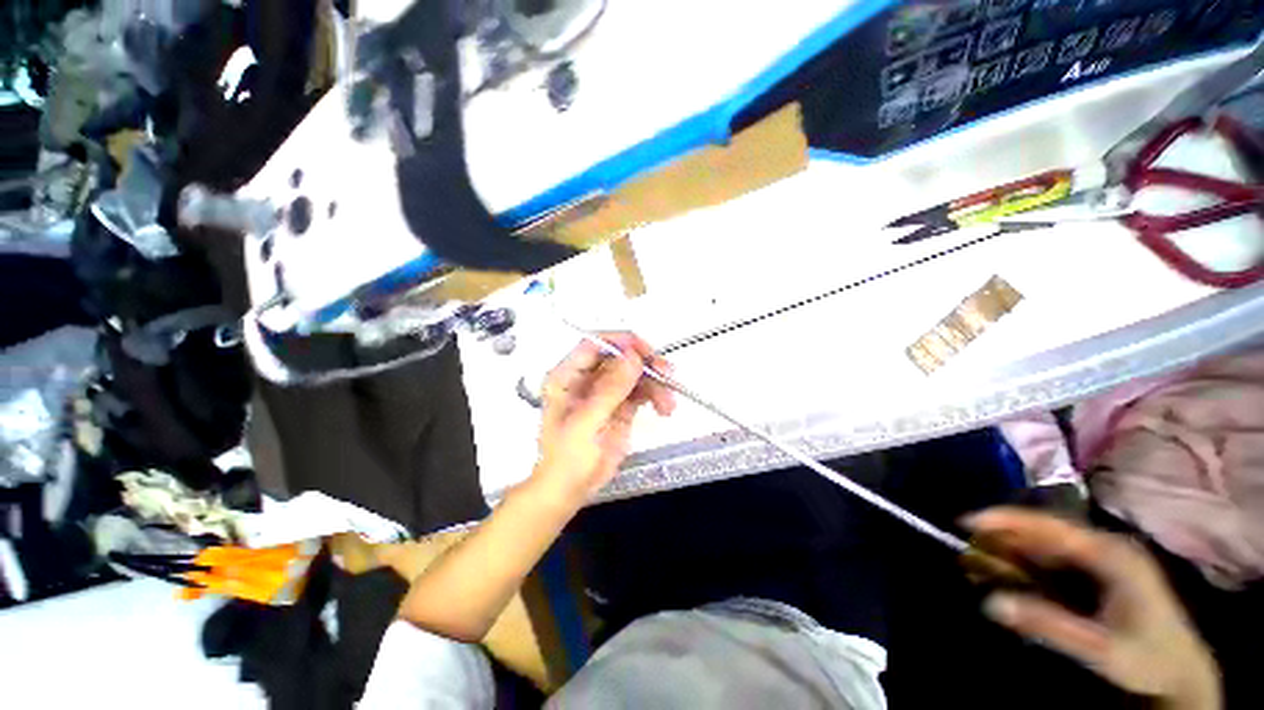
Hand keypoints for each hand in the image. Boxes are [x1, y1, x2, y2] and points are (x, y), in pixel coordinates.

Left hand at [533, 333, 675, 503]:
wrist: (570, 489)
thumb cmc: (568, 457)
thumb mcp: (587, 422)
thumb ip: (610, 389)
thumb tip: (633, 357)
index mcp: (568, 377)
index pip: (594, 345)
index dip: (620, 342)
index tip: (644, 350)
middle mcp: (588, 379)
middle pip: (620, 358)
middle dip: (645, 363)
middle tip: (666, 373)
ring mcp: (606, 392)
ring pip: (634, 374)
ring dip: (655, 383)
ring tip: (668, 403)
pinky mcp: (620, 407)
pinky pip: (641, 392)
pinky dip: (656, 396)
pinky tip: (664, 408)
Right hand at [966, 508, 1220, 709]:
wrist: (1180, 672)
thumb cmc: (1147, 657)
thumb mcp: (1101, 648)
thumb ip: (1049, 625)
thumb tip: (991, 603)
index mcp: (1111, 553)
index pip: (1050, 526)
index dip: (1006, 520)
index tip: (966, 521)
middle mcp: (1102, 547)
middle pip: (1041, 534)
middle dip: (999, 540)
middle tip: (963, 550)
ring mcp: (1098, 559)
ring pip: (1041, 548)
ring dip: (1007, 555)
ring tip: (973, 565)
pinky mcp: (1093, 573)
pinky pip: (1049, 563)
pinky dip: (1021, 569)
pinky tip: (1001, 578)